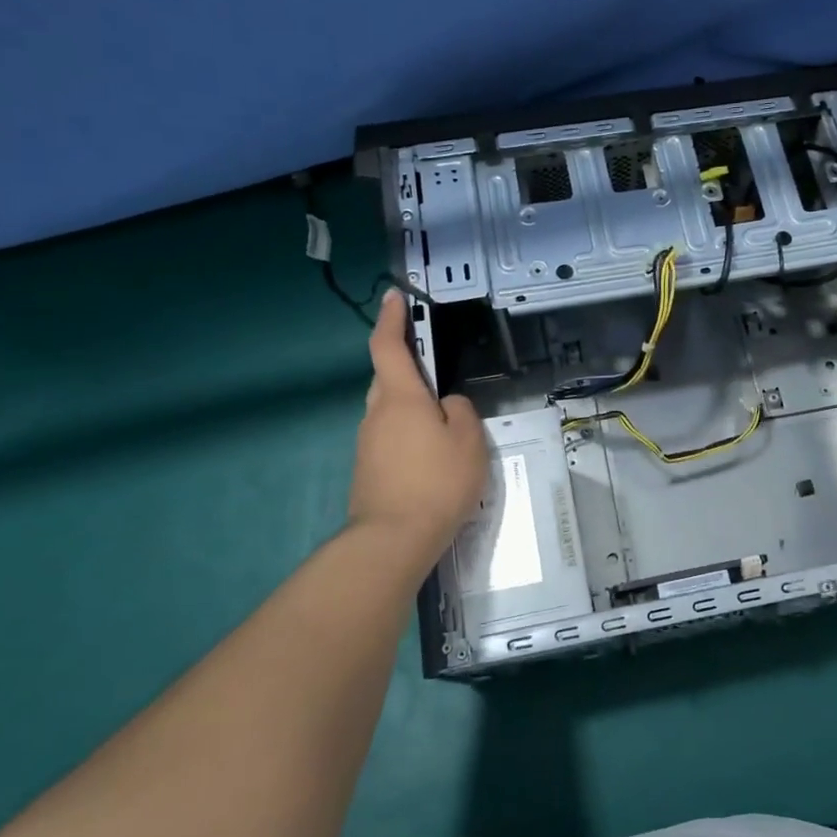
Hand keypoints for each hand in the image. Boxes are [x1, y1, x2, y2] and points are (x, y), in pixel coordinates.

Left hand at [347, 290, 488, 570]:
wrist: (392, 539)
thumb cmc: (436, 482)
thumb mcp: (468, 441)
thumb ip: (461, 412)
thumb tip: (446, 406)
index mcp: (401, 397)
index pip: (388, 346)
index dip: (391, 318)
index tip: (395, 297)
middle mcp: (377, 414)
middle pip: (388, 378)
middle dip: (407, 367)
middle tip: (435, 371)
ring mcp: (368, 443)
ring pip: (389, 410)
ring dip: (411, 407)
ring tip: (443, 426)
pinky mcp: (368, 469)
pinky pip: (390, 438)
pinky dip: (408, 435)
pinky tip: (430, 458)